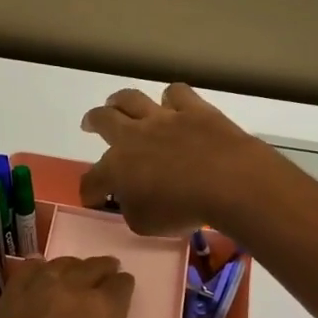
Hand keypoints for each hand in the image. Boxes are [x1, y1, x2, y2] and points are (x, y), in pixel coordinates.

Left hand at [0, 256, 134, 317]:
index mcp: (104, 311)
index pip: (121, 285)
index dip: (124, 288)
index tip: (123, 291)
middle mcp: (69, 292)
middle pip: (91, 268)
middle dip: (102, 271)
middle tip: (106, 275)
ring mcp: (33, 295)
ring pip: (58, 266)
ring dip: (71, 270)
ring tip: (74, 277)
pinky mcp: (6, 306)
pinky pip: (24, 275)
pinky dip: (36, 272)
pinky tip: (40, 276)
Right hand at [79, 84, 281, 236]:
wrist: (228, 182)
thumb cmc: (182, 210)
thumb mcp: (145, 224)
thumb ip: (131, 210)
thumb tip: (131, 200)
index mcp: (116, 168)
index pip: (92, 179)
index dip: (90, 191)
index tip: (94, 199)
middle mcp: (133, 136)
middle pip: (103, 120)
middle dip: (92, 122)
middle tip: (89, 124)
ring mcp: (163, 118)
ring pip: (132, 99)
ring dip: (120, 100)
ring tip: (117, 103)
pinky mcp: (193, 110)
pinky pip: (176, 93)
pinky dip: (171, 97)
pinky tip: (172, 103)